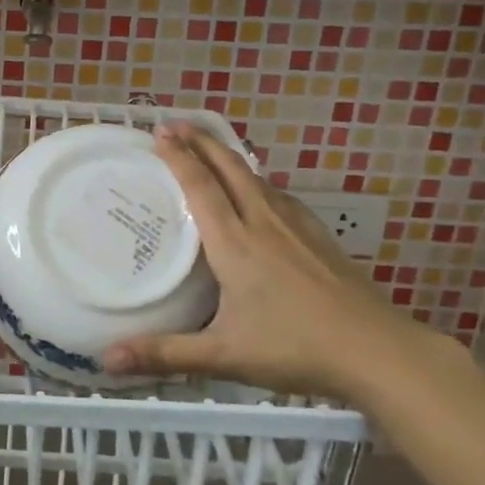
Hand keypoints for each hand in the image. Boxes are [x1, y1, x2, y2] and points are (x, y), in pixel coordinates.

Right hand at [103, 122, 454, 403]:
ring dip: (230, 157)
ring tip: (212, 150)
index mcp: (236, 243)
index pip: (201, 187)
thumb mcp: (223, 355)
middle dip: (202, 142)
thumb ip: (164, 354)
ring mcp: (297, 228)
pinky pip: (280, 195)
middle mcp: (264, 223)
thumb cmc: (295, 348)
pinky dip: (258, 181)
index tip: (160, 132)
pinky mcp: (320, 238)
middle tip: (177, 124)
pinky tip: (262, 192)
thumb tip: (106, 360)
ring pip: (258, 178)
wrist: (378, 351)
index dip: (179, 157)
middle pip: (231, 168)